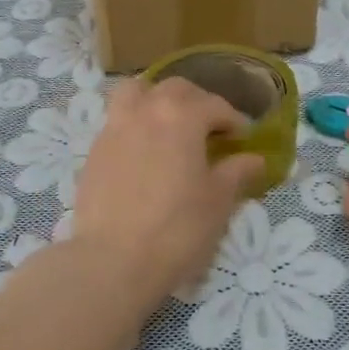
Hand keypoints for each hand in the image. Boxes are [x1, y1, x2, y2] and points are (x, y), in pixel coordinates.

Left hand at [69, 76, 263, 311]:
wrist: (113, 260)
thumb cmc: (176, 229)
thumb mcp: (218, 202)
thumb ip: (237, 172)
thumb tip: (254, 159)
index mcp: (181, 116)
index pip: (214, 105)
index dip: (233, 119)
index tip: (243, 137)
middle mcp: (146, 111)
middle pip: (175, 89)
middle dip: (198, 101)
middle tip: (211, 127)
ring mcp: (115, 128)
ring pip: (136, 93)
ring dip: (157, 99)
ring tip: (169, 124)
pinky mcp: (94, 151)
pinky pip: (118, 120)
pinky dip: (135, 123)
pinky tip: (144, 151)